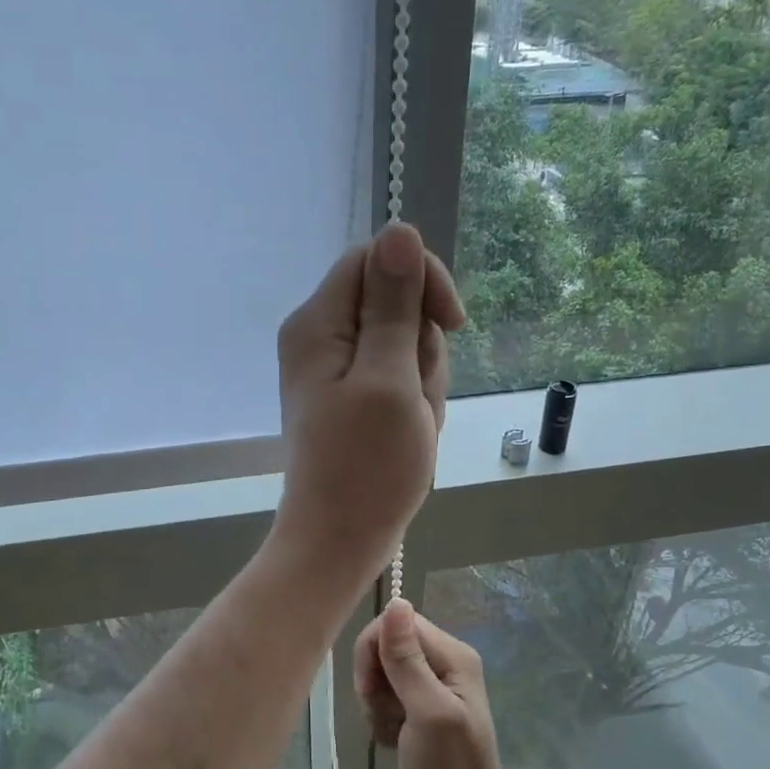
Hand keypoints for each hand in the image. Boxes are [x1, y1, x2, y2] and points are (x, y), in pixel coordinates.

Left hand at [272, 223, 464, 589]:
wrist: (341, 539)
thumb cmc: (367, 466)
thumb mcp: (390, 377)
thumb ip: (395, 304)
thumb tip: (399, 229)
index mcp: (318, 323)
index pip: (377, 259)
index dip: (421, 281)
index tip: (451, 325)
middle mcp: (321, 337)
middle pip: (395, 304)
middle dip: (422, 348)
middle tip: (414, 399)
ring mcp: (337, 370)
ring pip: (405, 344)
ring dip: (423, 382)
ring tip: (411, 424)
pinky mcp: (353, 397)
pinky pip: (400, 378)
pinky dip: (414, 403)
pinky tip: (409, 435)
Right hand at [355, 598, 524, 768]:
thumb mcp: (427, 713)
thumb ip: (407, 658)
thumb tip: (396, 601)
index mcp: (452, 655)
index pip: (396, 624)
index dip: (374, 652)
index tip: (372, 691)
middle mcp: (444, 663)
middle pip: (386, 647)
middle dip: (374, 683)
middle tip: (387, 717)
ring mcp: (432, 688)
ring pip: (381, 675)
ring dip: (376, 706)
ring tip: (394, 735)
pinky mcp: (420, 710)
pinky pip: (385, 699)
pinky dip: (382, 721)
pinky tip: (394, 743)